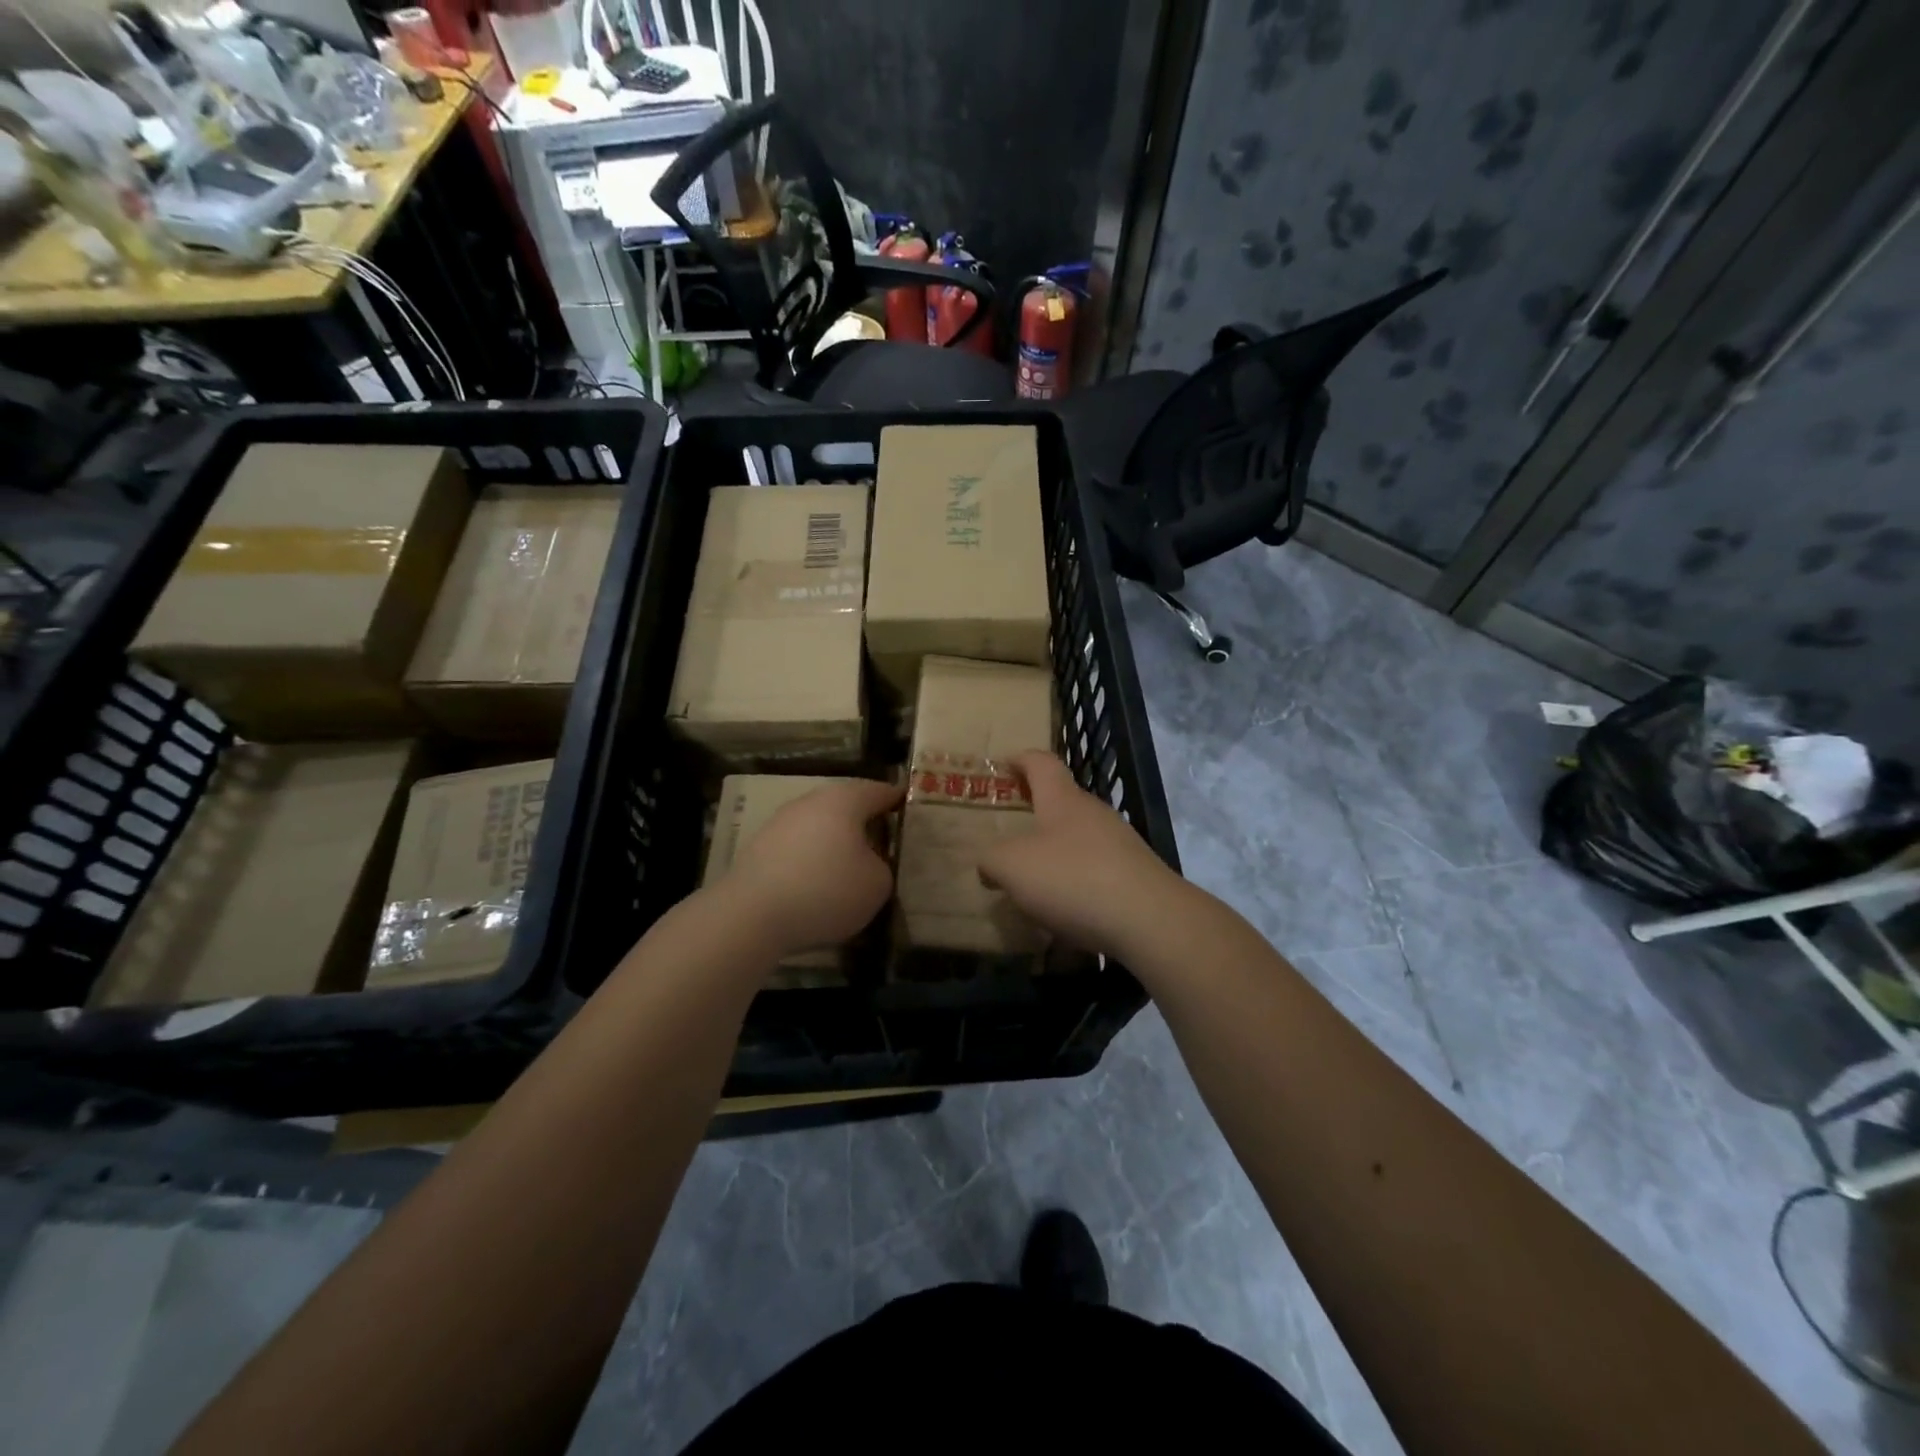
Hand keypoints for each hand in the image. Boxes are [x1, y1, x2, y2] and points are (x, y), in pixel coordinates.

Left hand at [717, 779, 902, 956]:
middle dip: (866, 821)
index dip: (897, 800)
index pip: (880, 791)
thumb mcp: (877, 884)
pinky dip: (813, 859)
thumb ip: (882, 866)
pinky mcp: (760, 847)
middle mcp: (811, 801)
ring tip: (852, 866)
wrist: (752, 915)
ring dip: (837, 841)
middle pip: (847, 805)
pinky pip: (799, 847)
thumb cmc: (826, 890)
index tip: (910, 809)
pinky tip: (818, 883)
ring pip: (820, 825)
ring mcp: (781, 822)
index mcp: (845, 800)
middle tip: (885, 841)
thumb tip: (868, 863)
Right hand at [978, 751, 1187, 958]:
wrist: (1150, 920)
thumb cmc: (1073, 878)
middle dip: (1037, 810)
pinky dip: (1076, 880)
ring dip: (1056, 850)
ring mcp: (1121, 844)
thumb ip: (992, 860)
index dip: (1021, 759)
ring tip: (1032, 877)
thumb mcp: (1012, 867)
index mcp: (1063, 799)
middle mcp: (1095, 813)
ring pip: (1080, 838)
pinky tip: (1064, 908)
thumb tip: (989, 864)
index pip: (1042, 763)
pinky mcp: (1136, 876)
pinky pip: (1096, 870)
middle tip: (1010, 829)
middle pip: (1063, 801)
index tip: (1004, 763)